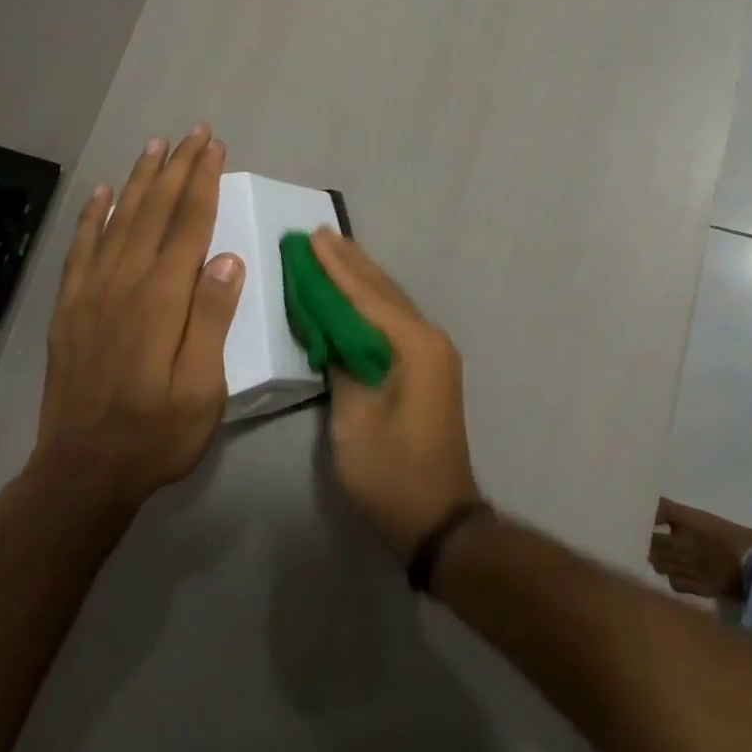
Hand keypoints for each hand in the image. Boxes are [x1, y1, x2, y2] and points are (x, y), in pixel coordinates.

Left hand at [28, 126, 244, 509]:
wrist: (81, 474)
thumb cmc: (156, 432)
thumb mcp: (203, 387)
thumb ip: (213, 318)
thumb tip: (228, 257)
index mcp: (163, 298)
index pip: (189, 224)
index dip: (203, 181)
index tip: (215, 147)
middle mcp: (125, 282)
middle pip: (155, 211)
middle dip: (177, 167)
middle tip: (194, 132)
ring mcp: (92, 292)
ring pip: (119, 220)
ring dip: (140, 179)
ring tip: (155, 145)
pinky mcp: (70, 308)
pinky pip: (81, 249)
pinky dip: (92, 216)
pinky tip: (103, 193)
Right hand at [312, 230, 481, 559]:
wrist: (439, 518)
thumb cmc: (392, 473)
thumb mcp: (354, 421)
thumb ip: (342, 365)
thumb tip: (332, 331)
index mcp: (414, 344)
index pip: (367, 295)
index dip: (336, 267)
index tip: (312, 237)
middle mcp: (429, 337)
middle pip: (383, 290)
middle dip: (350, 262)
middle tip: (320, 233)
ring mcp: (433, 351)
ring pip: (391, 302)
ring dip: (361, 277)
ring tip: (334, 249)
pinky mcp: (429, 366)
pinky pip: (395, 320)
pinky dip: (371, 302)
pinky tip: (355, 292)